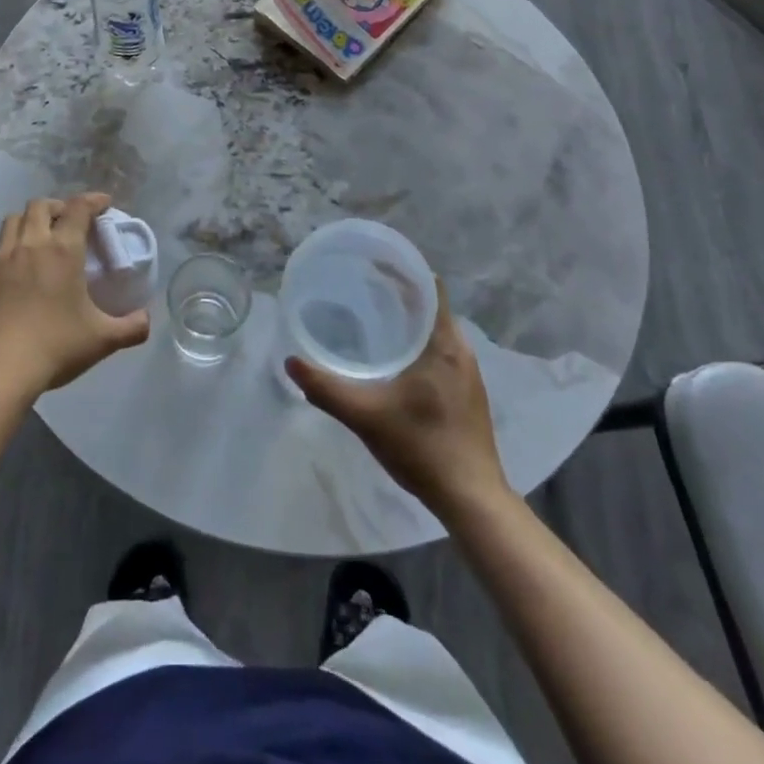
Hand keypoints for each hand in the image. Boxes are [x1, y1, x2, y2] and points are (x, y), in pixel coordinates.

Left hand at [0, 193, 149, 398]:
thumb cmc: (56, 347)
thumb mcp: (103, 339)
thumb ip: (132, 326)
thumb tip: (146, 318)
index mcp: (63, 250)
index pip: (79, 208)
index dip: (93, 200)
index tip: (104, 203)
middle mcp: (31, 244)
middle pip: (41, 205)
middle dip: (58, 206)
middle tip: (69, 221)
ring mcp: (1, 258)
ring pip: (13, 220)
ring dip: (30, 220)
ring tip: (40, 237)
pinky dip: (11, 247)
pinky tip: (18, 268)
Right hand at [286, 281, 509, 518]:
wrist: (472, 500)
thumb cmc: (423, 448)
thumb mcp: (367, 416)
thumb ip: (326, 389)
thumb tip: (291, 362)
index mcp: (444, 344)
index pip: (429, 287)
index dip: (403, 270)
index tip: (373, 263)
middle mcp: (461, 351)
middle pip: (431, 306)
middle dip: (398, 293)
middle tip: (361, 287)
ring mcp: (467, 374)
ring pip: (435, 330)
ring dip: (408, 319)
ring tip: (372, 317)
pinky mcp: (466, 394)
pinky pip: (439, 350)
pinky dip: (416, 341)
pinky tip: (393, 359)